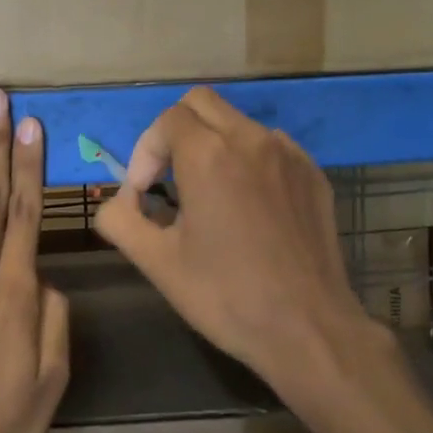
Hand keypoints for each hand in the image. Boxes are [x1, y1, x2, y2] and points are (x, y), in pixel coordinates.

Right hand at [93, 87, 379, 401]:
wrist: (307, 328)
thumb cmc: (226, 296)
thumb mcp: (157, 263)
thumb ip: (120, 220)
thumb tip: (118, 202)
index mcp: (209, 156)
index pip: (166, 121)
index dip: (144, 153)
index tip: (143, 195)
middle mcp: (251, 141)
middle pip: (202, 104)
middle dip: (175, 133)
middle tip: (168, 179)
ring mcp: (289, 155)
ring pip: (239, 123)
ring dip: (213, 145)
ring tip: (209, 196)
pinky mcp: (314, 175)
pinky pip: (272, 148)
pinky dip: (249, 161)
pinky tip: (249, 207)